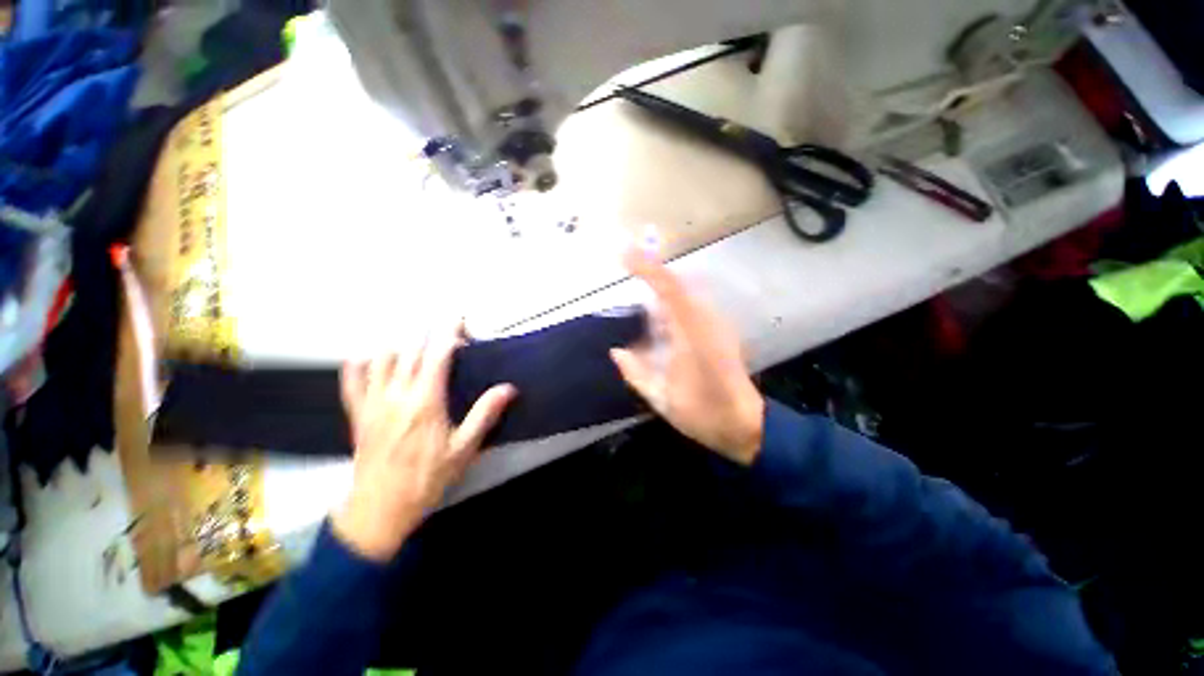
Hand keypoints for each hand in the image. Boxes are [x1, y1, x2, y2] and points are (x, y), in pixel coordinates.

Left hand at [333, 321, 516, 560]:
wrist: (380, 509)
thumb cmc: (427, 478)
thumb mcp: (464, 449)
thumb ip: (484, 414)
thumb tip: (508, 388)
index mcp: (426, 401)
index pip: (437, 356)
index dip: (449, 334)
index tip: (459, 322)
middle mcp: (397, 395)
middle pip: (410, 351)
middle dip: (429, 334)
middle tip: (446, 332)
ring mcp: (373, 403)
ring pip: (382, 359)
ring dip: (400, 343)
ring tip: (416, 341)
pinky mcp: (357, 414)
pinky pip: (352, 381)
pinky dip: (359, 363)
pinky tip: (369, 356)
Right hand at [610, 250, 764, 464]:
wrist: (744, 424)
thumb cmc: (703, 413)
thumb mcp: (662, 399)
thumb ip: (635, 373)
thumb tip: (616, 351)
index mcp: (692, 335)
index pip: (669, 290)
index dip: (647, 269)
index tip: (624, 255)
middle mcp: (706, 322)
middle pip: (678, 285)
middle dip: (652, 275)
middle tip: (628, 271)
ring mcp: (716, 325)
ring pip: (686, 295)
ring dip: (661, 292)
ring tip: (640, 297)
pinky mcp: (720, 331)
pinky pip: (692, 307)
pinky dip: (672, 306)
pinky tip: (660, 323)